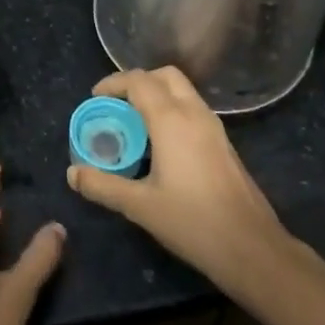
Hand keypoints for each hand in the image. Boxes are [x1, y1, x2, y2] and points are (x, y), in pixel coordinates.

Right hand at [66, 67, 297, 294]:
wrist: (252, 248)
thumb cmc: (193, 222)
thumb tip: (72, 173)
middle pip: (165, 76)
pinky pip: (193, 108)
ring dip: (157, 94)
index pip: (139, 81)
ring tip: (134, 122)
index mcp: (171, 120)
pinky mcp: (224, 143)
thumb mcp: (140, 206)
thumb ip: (103, 186)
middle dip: (138, 81)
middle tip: (116, 104)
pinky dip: (172, 109)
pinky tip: (161, 143)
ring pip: (183, 90)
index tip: (95, 98)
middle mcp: (194, 113)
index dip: (113, 83)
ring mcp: (214, 127)